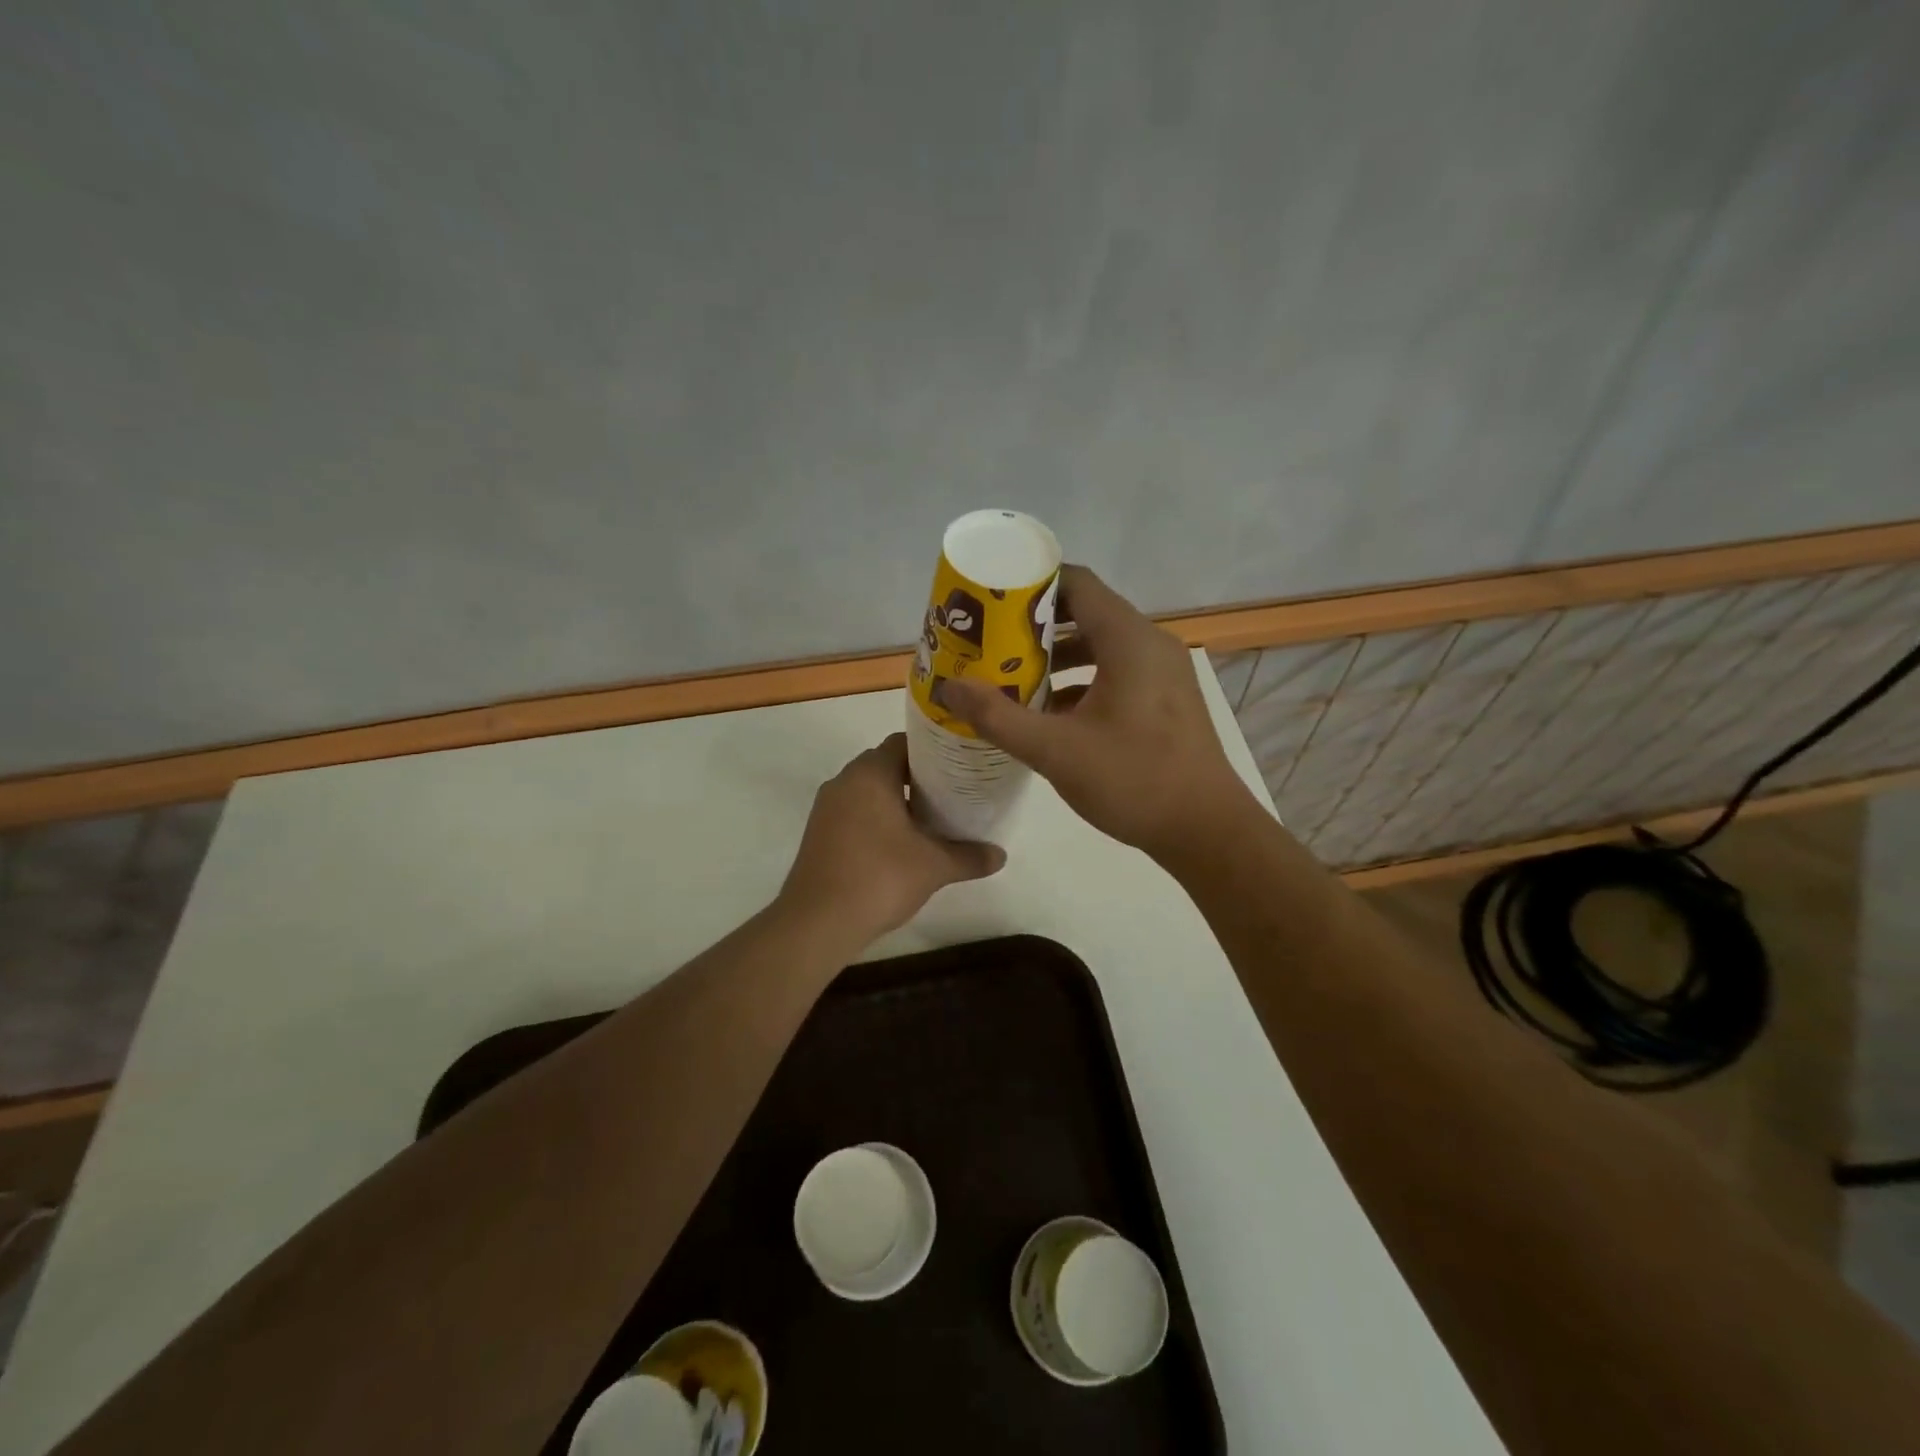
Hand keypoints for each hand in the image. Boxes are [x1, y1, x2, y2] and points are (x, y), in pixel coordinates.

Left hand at [778, 735, 1005, 944]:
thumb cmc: (880, 878)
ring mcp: (826, 808)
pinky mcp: (818, 833)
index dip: (934, 751)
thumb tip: (1001, 855)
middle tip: (951, 793)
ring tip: (930, 819)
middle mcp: (844, 781)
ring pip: (868, 790)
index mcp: (870, 774)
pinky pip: (853, 811)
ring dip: (896, 799)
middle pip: (886, 764)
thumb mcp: (934, 866)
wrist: (817, 922)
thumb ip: (969, 856)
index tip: (959, 766)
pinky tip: (899, 843)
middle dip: (918, 777)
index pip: (904, 742)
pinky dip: (876, 818)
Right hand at [941, 566, 1250, 857]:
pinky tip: (1048, 713)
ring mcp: (1162, 673)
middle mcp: (1149, 644)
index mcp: (1128, 640)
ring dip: (1055, 658)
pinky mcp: (1165, 700)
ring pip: (1100, 647)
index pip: (1076, 583)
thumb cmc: (1133, 780)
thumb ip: (997, 716)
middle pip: (1085, 613)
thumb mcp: (1055, 750)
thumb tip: (948, 686)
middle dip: (1035, 627)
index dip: (1030, 586)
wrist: (1206, 830)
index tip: (990, 603)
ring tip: (1011, 677)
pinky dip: (1080, 681)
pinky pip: (1115, 673)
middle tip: (990, 642)